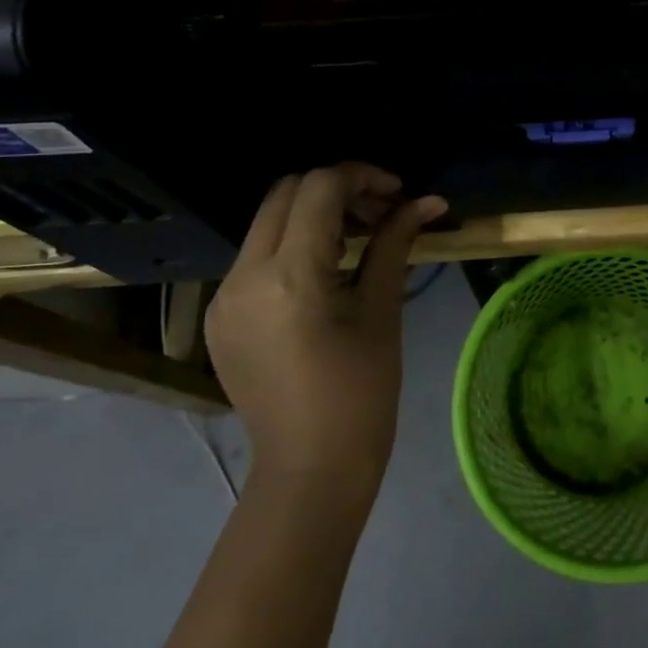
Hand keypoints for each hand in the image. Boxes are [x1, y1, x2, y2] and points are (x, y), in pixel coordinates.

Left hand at [205, 163, 446, 496]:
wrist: (309, 470)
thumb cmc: (361, 394)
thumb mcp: (381, 311)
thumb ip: (395, 244)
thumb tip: (428, 200)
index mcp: (289, 276)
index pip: (320, 189)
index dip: (362, 176)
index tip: (398, 193)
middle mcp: (243, 275)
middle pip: (286, 193)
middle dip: (337, 190)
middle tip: (380, 212)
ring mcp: (223, 296)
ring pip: (268, 221)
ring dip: (313, 214)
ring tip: (359, 239)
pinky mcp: (219, 315)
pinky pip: (255, 256)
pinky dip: (292, 244)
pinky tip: (326, 271)